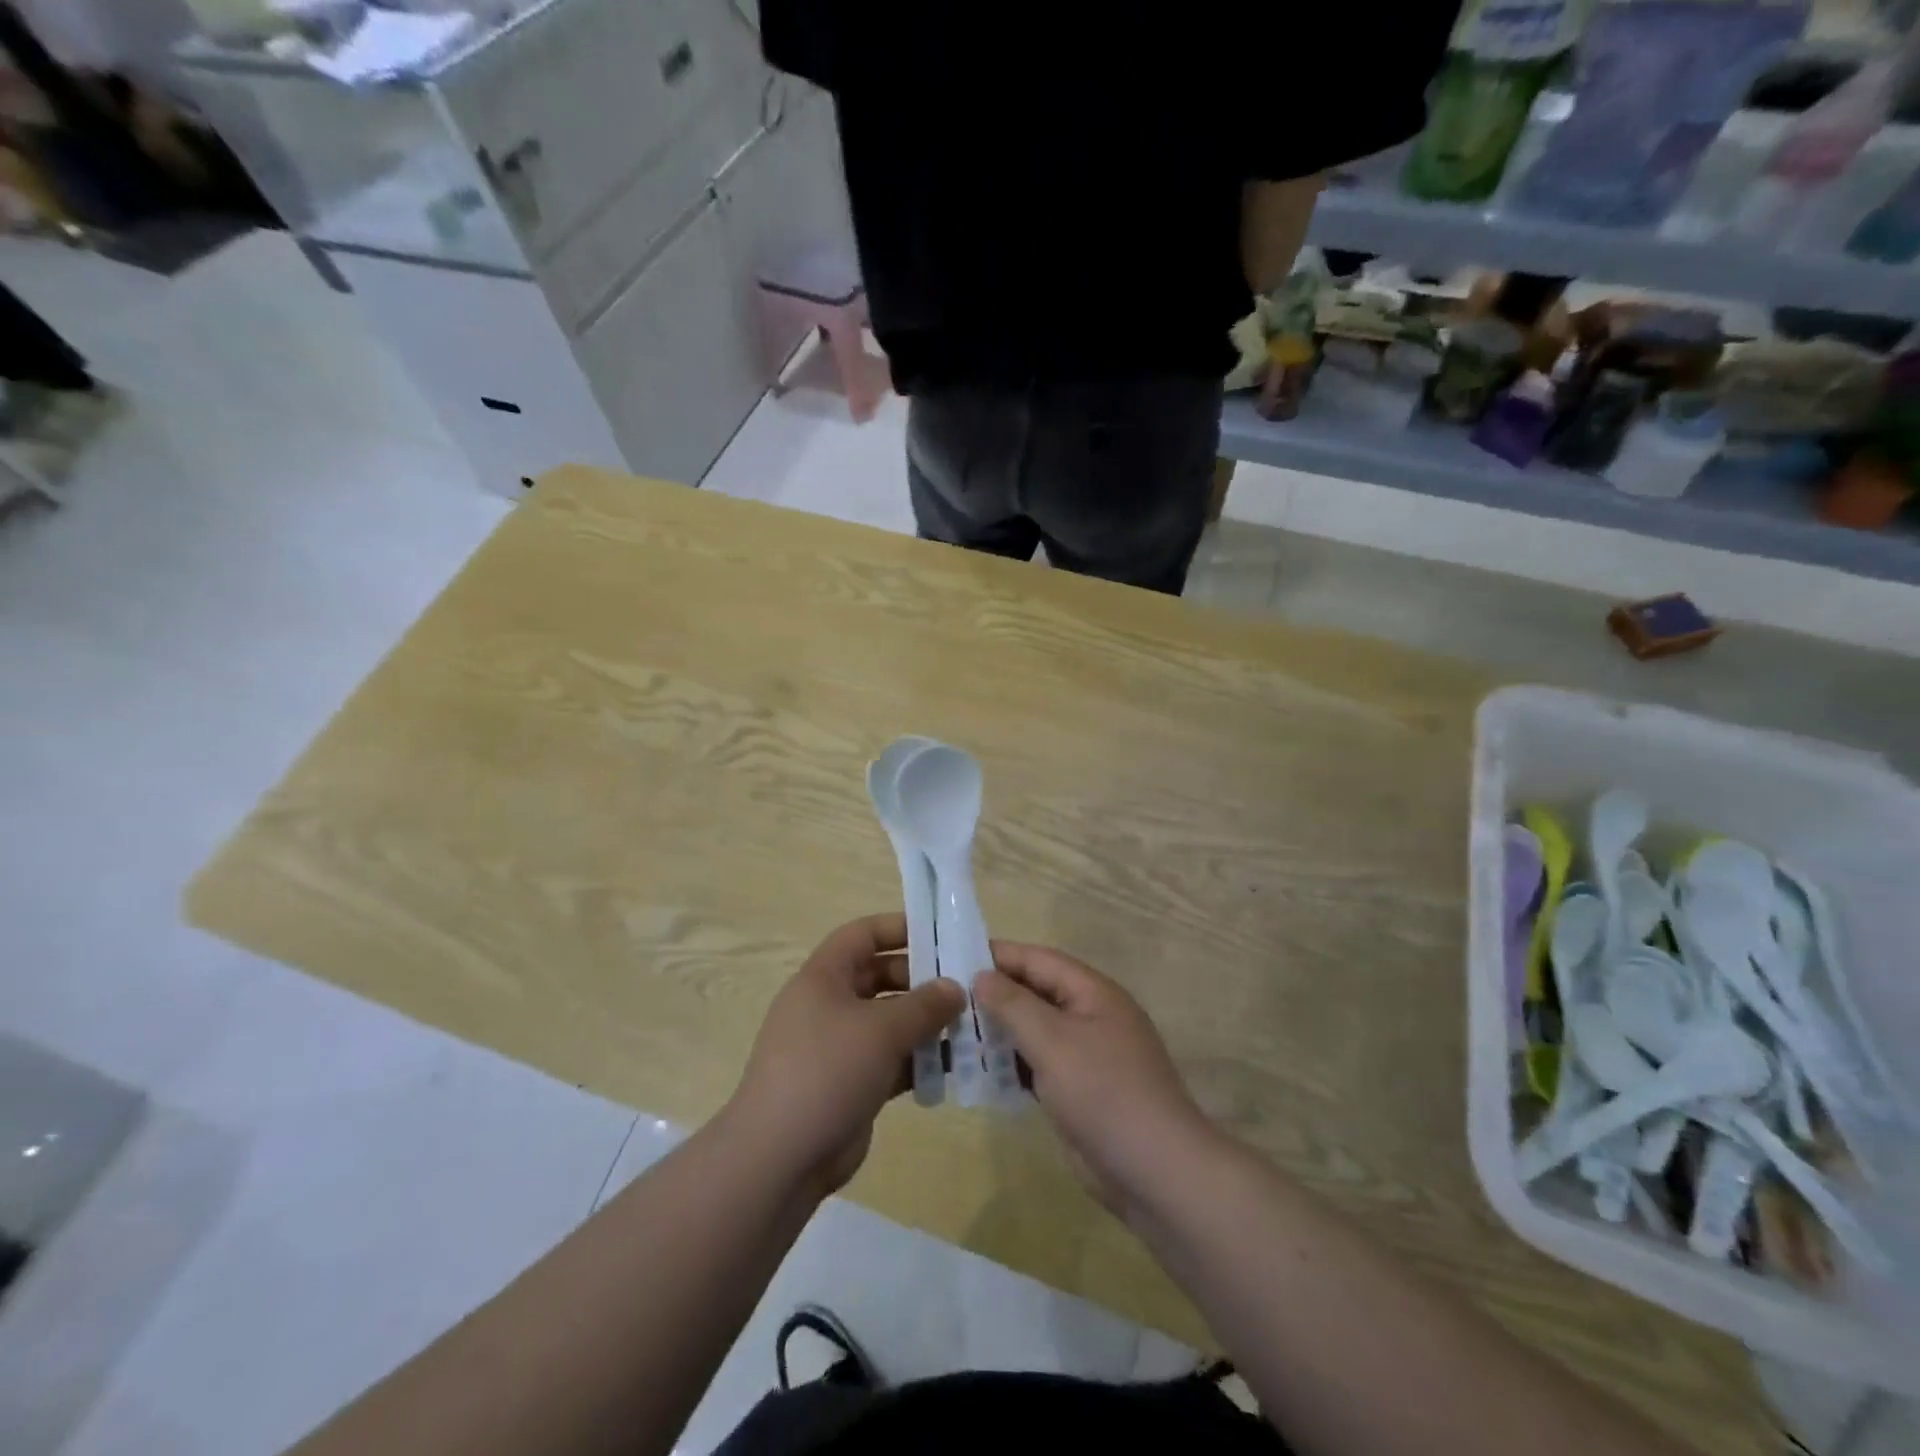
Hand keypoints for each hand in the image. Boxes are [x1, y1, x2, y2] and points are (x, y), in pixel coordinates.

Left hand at [726, 913, 963, 1198]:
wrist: (780, 1159)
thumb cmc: (827, 1071)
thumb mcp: (881, 1029)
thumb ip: (924, 1004)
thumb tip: (955, 987)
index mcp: (824, 977)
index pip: (863, 934)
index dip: (900, 928)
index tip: (941, 935)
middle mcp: (829, 1004)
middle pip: (880, 976)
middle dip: (922, 980)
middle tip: (966, 987)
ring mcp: (839, 1046)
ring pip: (889, 1020)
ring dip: (926, 1022)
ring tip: (970, 1025)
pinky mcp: (851, 1083)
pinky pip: (891, 1059)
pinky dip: (919, 1059)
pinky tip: (955, 1065)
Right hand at [976, 946, 1213, 1216]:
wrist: (1155, 1172)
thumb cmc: (1104, 1093)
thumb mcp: (1053, 1041)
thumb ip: (1014, 1005)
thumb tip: (982, 976)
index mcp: (1093, 993)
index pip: (1039, 960)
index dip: (999, 955)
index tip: (955, 956)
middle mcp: (1091, 1016)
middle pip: (1036, 993)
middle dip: (995, 994)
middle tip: (947, 999)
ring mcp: (1087, 1055)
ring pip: (1036, 1030)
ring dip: (1000, 1031)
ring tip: (954, 1034)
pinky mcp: (1080, 1090)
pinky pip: (1039, 1064)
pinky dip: (1012, 1064)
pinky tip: (981, 1072)